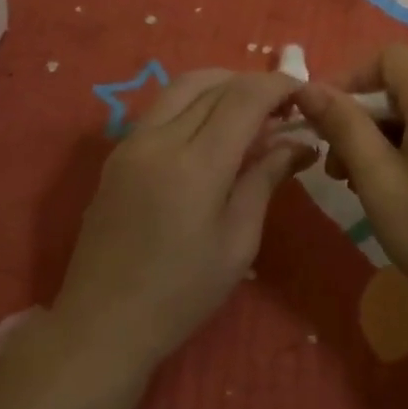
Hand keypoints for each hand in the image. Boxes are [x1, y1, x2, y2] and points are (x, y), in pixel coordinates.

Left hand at [53, 69, 309, 374]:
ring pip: (183, 86)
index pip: (245, 98)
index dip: (279, 86)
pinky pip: (162, 106)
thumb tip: (300, 142)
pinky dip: (195, 101)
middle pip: (214, 84)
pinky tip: (213, 129)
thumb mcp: (238, 242)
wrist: (101, 325)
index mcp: (196, 164)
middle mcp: (160, 139)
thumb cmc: (181, 294)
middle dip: (254, 84)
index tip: (305, 93)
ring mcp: (132, 142)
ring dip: (222, 85)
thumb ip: (266, 179)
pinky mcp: (118, 152)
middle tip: (283, 107)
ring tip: (251, 112)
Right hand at [293, 44, 407, 315]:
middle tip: (336, 168)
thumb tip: (308, 87)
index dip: (349, 79)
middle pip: (401, 87)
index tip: (322, 118)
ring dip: (383, 139)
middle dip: (362, 119)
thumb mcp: (378, 179)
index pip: (387, 57)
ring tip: (362, 187)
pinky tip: (399, 192)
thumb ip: (343, 126)